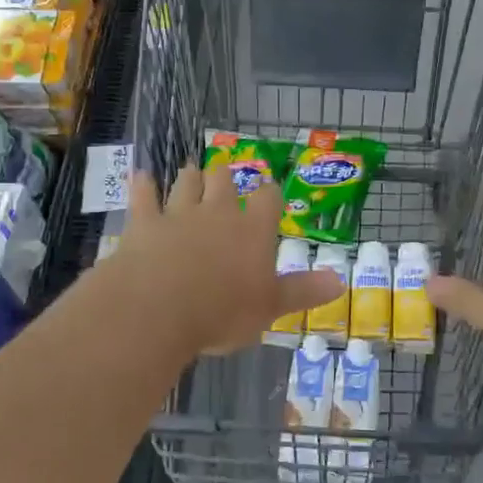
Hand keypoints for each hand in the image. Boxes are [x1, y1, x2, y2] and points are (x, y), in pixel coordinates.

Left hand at [109, 163, 343, 355]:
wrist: (159, 309)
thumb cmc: (222, 312)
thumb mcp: (270, 308)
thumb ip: (303, 291)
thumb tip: (341, 281)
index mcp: (252, 230)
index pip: (268, 200)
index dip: (270, 193)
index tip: (270, 190)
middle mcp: (218, 212)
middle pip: (224, 181)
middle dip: (225, 177)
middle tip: (224, 176)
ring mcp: (179, 213)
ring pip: (187, 183)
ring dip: (190, 177)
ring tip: (191, 171)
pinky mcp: (144, 222)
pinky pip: (143, 196)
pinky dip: (143, 185)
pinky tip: (142, 176)